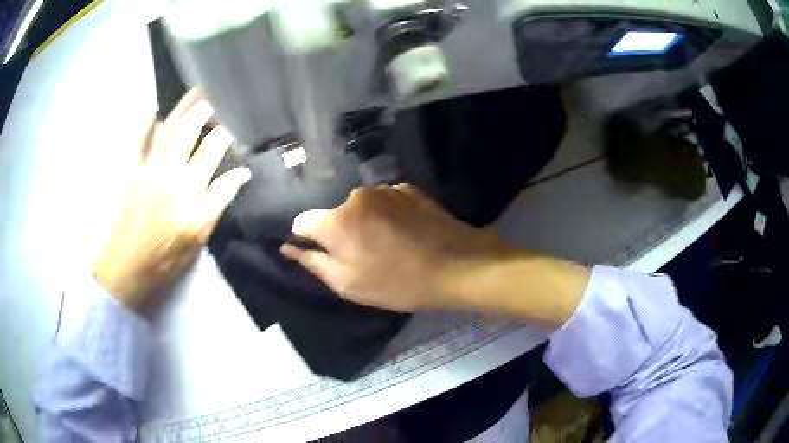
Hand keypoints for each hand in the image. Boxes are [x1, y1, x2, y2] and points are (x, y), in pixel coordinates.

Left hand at [93, 89, 250, 312]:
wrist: (129, 266)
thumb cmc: (167, 255)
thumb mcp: (200, 235)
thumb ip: (219, 200)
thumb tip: (243, 173)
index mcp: (191, 187)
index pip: (213, 148)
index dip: (225, 131)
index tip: (234, 120)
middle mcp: (170, 169)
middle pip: (189, 129)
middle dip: (204, 108)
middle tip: (216, 93)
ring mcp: (148, 167)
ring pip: (167, 129)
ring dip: (181, 108)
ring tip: (194, 92)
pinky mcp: (131, 171)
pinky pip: (138, 141)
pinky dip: (145, 123)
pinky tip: (153, 111)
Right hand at [281, 185, 500, 311]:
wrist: (458, 266)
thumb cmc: (398, 283)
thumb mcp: (348, 284)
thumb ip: (313, 262)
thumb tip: (288, 247)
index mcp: (337, 221)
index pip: (302, 221)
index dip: (308, 239)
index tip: (327, 255)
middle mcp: (356, 196)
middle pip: (335, 214)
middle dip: (342, 233)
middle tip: (365, 257)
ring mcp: (385, 189)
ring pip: (360, 207)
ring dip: (366, 223)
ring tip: (390, 246)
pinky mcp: (409, 189)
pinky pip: (385, 202)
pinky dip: (388, 215)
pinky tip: (407, 233)